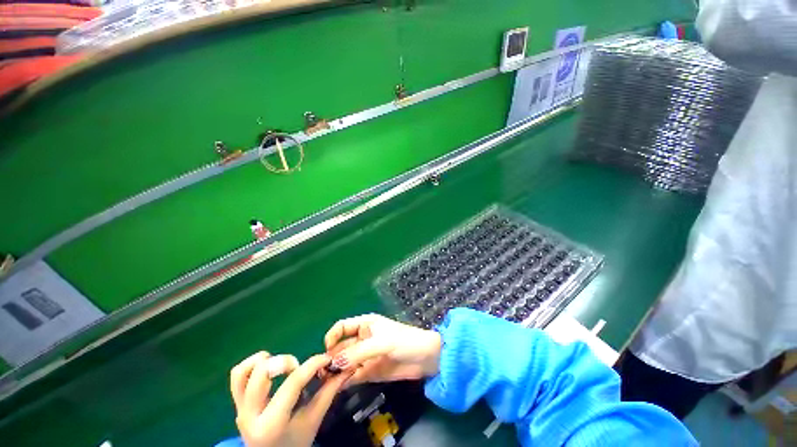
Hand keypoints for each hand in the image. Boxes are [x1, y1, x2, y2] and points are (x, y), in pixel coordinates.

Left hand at [230, 351, 351, 446]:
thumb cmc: (295, 442)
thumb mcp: (314, 420)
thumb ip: (329, 392)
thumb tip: (346, 368)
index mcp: (272, 423)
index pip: (293, 383)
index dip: (312, 364)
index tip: (326, 358)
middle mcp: (249, 414)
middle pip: (262, 373)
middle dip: (286, 362)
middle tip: (299, 368)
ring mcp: (239, 408)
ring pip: (243, 372)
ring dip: (266, 361)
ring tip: (282, 367)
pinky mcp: (236, 403)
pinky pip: (237, 376)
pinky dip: (252, 364)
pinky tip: (268, 366)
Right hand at [323, 314, 441, 385]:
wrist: (425, 359)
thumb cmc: (405, 341)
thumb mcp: (382, 342)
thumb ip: (359, 352)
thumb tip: (334, 363)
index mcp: (366, 325)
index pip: (343, 326)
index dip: (333, 336)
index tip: (327, 351)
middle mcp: (363, 339)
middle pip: (342, 346)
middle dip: (332, 357)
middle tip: (323, 372)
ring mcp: (366, 356)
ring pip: (346, 362)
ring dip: (337, 370)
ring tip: (326, 382)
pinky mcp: (371, 372)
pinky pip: (354, 375)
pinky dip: (345, 380)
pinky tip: (338, 387)